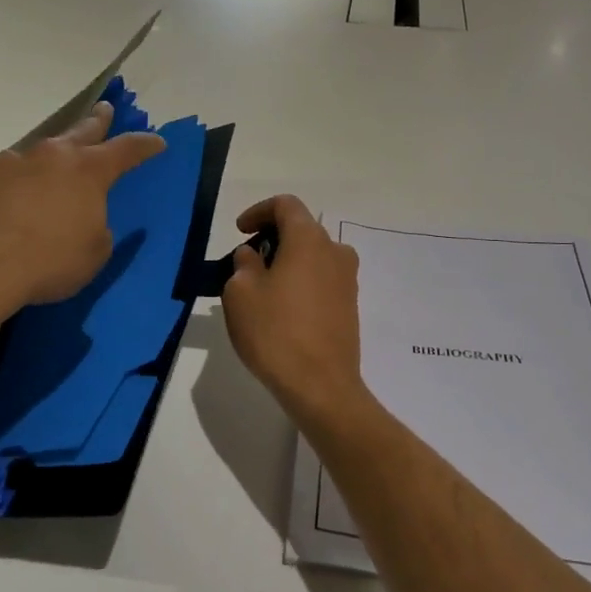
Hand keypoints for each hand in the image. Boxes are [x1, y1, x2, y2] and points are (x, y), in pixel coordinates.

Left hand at [0, 102, 164, 330]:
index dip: (145, 145)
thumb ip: (97, 230)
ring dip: (52, 155)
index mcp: (88, 171)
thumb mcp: (93, 254)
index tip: (157, 141)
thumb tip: (84, 219)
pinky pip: (9, 174)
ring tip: (54, 164)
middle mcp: (52, 157)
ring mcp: (12, 164)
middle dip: (97, 120)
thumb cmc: (48, 260)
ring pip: (41, 151)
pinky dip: (19, 181)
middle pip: (81, 130)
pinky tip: (14, 198)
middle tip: (105, 109)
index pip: (126, 150)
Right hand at [221, 195, 378, 436]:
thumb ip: (243, 265)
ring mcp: (347, 279)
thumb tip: (253, 256)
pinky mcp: (350, 305)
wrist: (321, 386)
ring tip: (262, 288)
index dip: (259, 211)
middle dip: (272, 238)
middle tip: (246, 262)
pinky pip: (322, 279)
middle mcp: (334, 251)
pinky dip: (301, 281)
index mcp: (309, 239)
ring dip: (288, 261)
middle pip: (301, 229)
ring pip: (313, 256)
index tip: (240, 231)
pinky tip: (282, 308)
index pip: (285, 205)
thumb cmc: (275, 333)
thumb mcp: (240, 294)